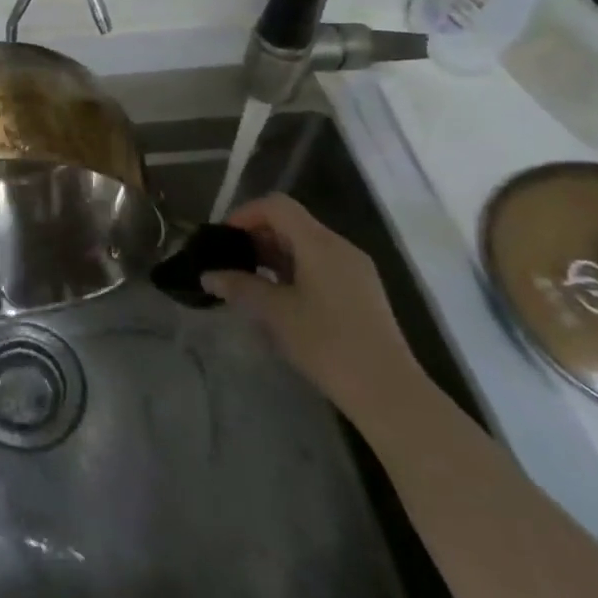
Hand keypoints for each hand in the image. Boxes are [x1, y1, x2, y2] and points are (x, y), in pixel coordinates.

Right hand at [198, 193, 422, 419]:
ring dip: (274, 256)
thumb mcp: (274, 313)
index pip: (277, 206)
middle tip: (231, 262)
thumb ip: (239, 287)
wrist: (388, 392)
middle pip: (292, 223)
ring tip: (250, 282)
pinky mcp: (362, 293)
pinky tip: (280, 300)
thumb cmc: (327, 343)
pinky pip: (320, 265)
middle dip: (257, 236)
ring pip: (306, 246)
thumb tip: (208, 275)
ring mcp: (356, 270)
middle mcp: (341, 247)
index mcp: (320, 243)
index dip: (245, 214)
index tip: (224, 239)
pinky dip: (294, 271)